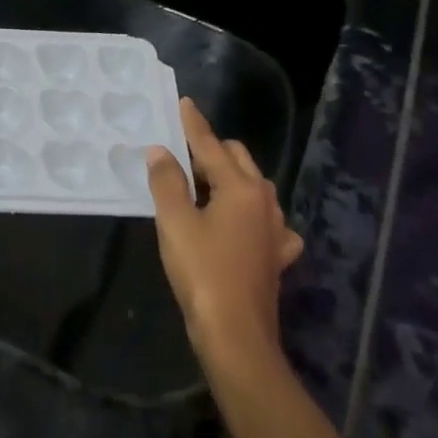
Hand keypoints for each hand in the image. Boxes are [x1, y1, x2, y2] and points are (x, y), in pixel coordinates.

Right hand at [147, 99, 303, 368]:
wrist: (236, 334)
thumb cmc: (202, 273)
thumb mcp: (175, 222)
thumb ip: (167, 181)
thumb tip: (160, 151)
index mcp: (240, 188)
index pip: (211, 145)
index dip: (194, 125)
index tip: (184, 103)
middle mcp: (264, 201)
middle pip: (237, 160)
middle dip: (211, 151)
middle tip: (180, 156)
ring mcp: (275, 229)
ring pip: (253, 187)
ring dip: (228, 179)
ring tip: (201, 186)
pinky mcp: (276, 255)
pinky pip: (265, 220)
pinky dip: (248, 213)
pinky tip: (238, 225)